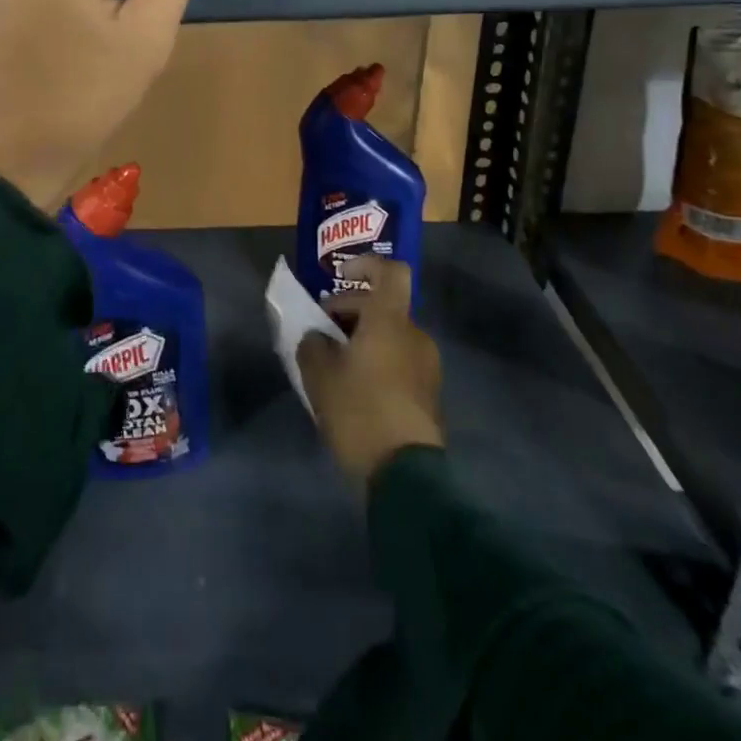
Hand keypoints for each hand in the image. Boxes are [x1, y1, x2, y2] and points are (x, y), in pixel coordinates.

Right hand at [298, 260, 443, 481]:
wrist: (407, 476)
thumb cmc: (360, 410)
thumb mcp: (320, 375)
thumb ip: (312, 345)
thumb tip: (317, 337)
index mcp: (390, 320)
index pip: (390, 272)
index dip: (365, 264)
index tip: (340, 276)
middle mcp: (414, 335)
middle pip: (382, 306)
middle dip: (349, 312)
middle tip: (320, 334)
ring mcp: (426, 366)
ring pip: (390, 335)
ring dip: (362, 339)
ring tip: (333, 365)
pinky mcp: (428, 394)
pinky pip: (398, 361)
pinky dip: (376, 362)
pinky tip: (353, 389)